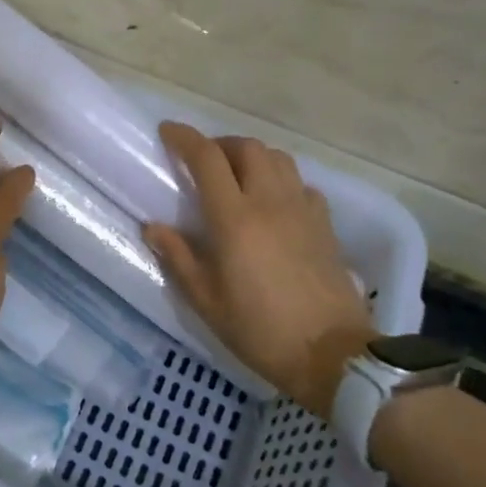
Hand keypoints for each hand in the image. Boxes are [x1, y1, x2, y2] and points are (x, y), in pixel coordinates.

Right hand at [144, 122, 373, 417]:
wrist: (332, 355)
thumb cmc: (260, 330)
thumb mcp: (206, 301)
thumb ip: (178, 257)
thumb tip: (153, 227)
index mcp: (235, 219)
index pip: (207, 159)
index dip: (185, 138)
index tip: (167, 131)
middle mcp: (270, 202)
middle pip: (247, 147)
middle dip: (220, 144)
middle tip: (202, 159)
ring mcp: (303, 210)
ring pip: (278, 159)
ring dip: (251, 156)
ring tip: (236, 175)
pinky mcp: (325, 225)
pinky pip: (300, 184)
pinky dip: (280, 180)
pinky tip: (273, 202)